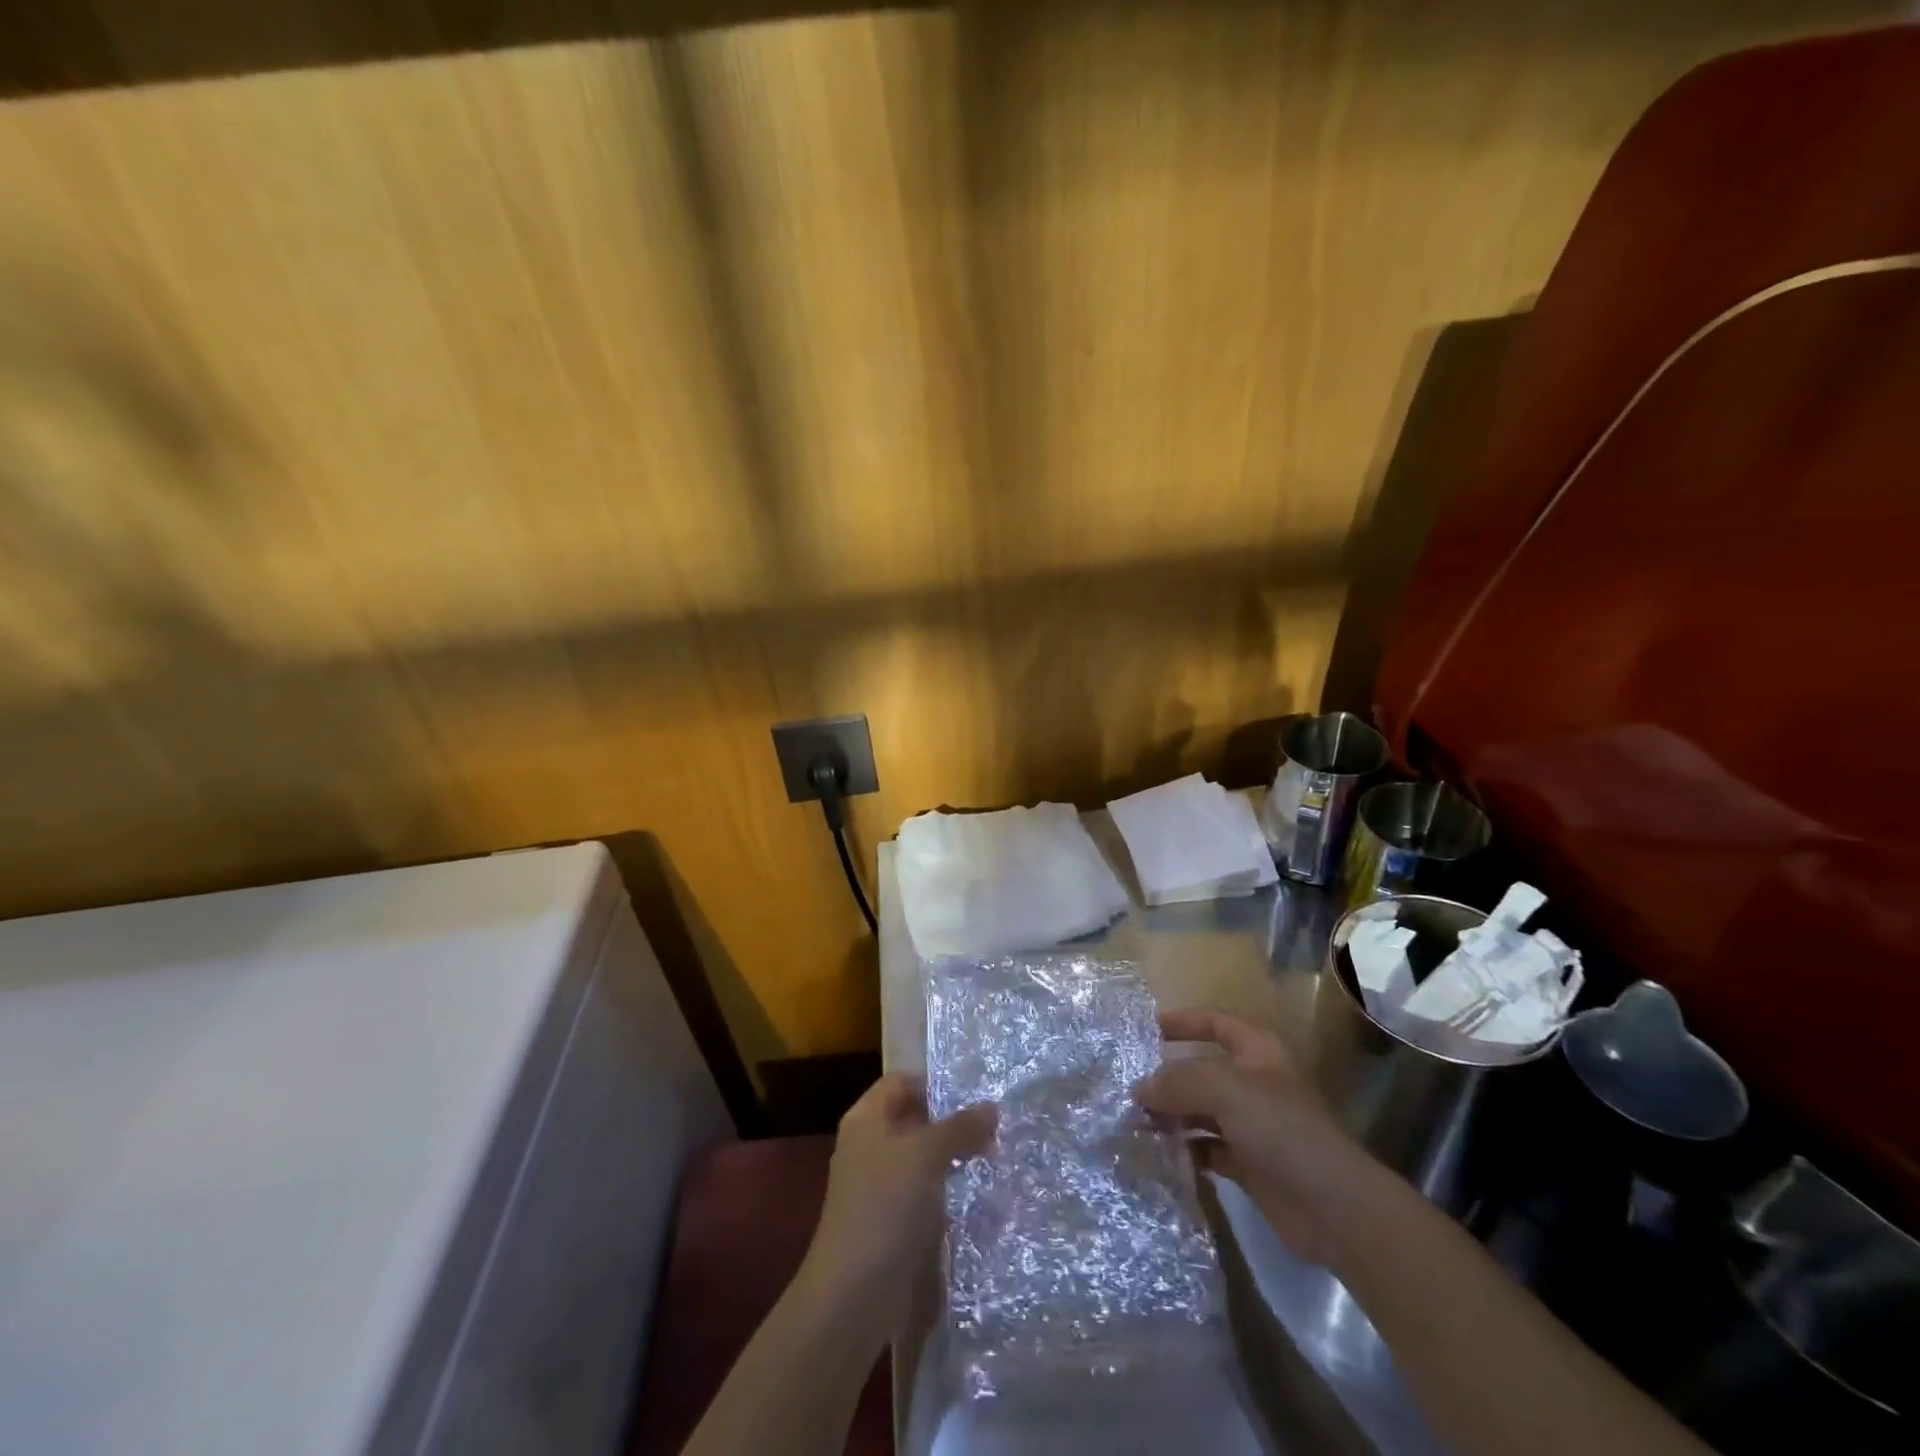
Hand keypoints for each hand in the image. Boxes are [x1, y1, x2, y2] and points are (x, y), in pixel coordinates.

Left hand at [796, 1074, 995, 1329]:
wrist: (852, 1297)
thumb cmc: (884, 1208)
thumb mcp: (925, 1156)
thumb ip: (959, 1128)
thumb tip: (992, 1107)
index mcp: (866, 1119)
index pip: (902, 1082)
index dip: (935, 1083)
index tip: (975, 1094)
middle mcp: (869, 1145)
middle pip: (913, 1118)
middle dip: (951, 1121)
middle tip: (995, 1126)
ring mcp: (878, 1185)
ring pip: (921, 1157)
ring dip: (953, 1156)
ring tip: (994, 1156)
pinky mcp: (890, 1221)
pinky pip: (923, 1191)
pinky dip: (946, 1188)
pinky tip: (977, 1194)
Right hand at [1136, 1008, 1377, 1267]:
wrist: (1332, 1206)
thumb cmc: (1280, 1128)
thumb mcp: (1224, 1089)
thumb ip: (1177, 1082)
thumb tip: (1138, 1089)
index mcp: (1257, 1052)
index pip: (1214, 1022)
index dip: (1182, 1021)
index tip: (1144, 1029)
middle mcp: (1253, 1083)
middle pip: (1202, 1069)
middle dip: (1166, 1076)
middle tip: (1126, 1085)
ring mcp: (1252, 1125)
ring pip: (1200, 1110)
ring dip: (1170, 1114)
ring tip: (1132, 1120)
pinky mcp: (1248, 1163)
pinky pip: (1206, 1146)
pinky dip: (1183, 1147)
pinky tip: (1156, 1151)